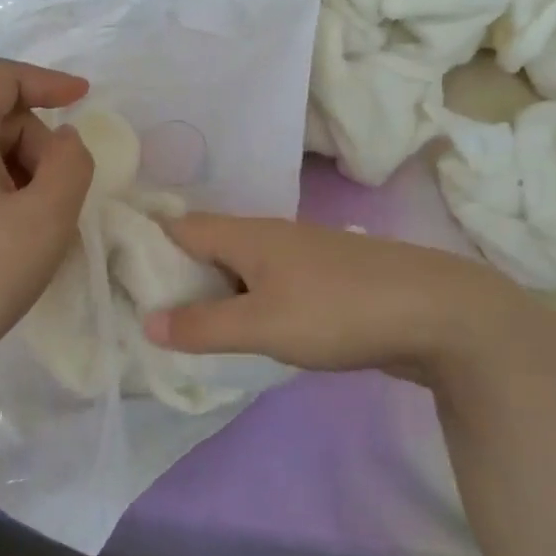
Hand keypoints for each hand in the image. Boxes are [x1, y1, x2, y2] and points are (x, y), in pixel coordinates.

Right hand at [143, 215, 521, 381]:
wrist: (440, 314)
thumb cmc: (339, 311)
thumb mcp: (261, 324)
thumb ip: (203, 326)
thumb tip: (147, 322)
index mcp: (247, 235)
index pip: (179, 227)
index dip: (145, 242)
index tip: (116, 269)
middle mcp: (270, 235)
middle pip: (207, 245)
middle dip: (175, 272)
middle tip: (144, 308)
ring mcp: (301, 256)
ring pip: (239, 266)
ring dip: (212, 290)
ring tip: (186, 324)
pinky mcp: (325, 280)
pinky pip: (267, 284)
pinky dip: (245, 301)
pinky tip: (245, 329)